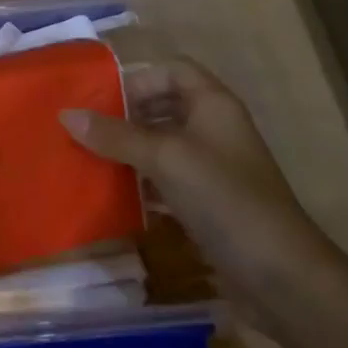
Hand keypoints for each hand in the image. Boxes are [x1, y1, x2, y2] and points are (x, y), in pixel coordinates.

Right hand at [60, 55, 330, 317]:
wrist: (282, 277)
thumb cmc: (225, 199)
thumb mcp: (165, 158)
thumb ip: (115, 135)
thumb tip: (66, 115)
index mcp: (213, 104)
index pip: (172, 70)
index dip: (139, 79)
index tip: (103, 101)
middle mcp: (215, 128)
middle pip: (164, 106)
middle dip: (126, 116)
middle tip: (87, 131)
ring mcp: (215, 168)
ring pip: (163, 145)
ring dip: (130, 151)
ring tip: (91, 161)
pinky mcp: (211, 203)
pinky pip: (168, 180)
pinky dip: (143, 183)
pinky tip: (116, 196)